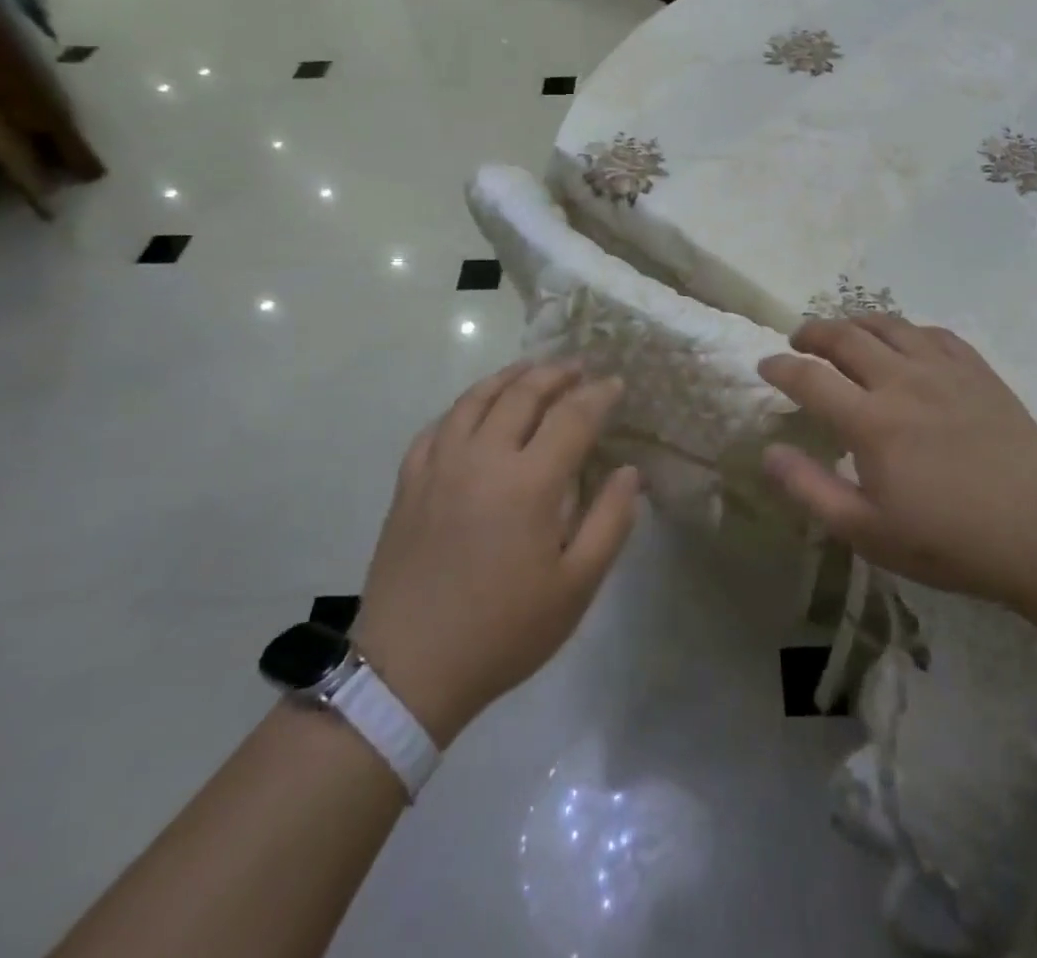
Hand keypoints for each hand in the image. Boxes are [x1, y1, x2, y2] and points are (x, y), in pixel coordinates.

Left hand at [351, 362, 639, 746]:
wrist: (408, 671)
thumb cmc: (503, 631)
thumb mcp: (575, 587)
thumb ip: (610, 522)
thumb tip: (629, 472)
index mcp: (529, 482)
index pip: (572, 417)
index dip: (598, 395)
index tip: (616, 384)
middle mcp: (483, 458)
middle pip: (523, 393)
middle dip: (557, 373)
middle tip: (579, 366)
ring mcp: (439, 466)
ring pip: (476, 399)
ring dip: (509, 376)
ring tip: (531, 369)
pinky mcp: (409, 483)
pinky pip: (438, 425)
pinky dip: (463, 406)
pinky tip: (474, 410)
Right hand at [759, 316, 1036, 605]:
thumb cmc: (948, 542)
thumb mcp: (867, 531)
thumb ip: (810, 489)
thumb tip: (768, 453)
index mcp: (871, 421)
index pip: (809, 377)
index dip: (780, 367)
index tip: (765, 365)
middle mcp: (902, 381)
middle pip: (845, 336)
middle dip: (812, 332)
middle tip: (798, 339)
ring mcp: (944, 370)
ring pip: (889, 325)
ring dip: (856, 322)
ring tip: (844, 332)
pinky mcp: (978, 371)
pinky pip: (933, 333)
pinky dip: (906, 330)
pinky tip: (904, 342)